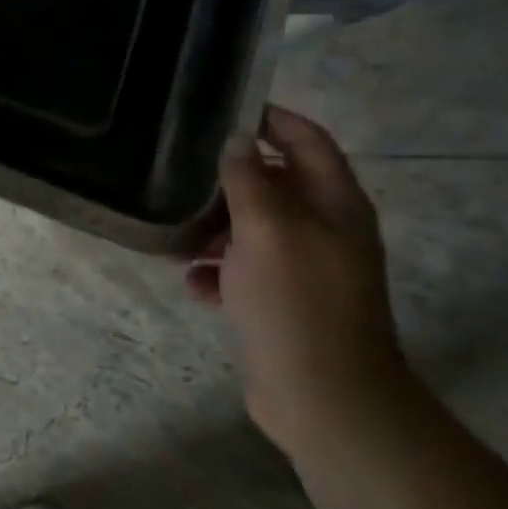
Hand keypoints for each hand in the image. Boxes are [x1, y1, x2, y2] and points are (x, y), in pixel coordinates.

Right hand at [186, 106, 409, 451]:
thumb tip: (237, 140)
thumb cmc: (296, 299)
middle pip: (274, 184)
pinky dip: (218, 271)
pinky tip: (191, 281)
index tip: (223, 111)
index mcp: (334, 203)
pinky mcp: (283, 303)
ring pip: (252, 230)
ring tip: (172, 231)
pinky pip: (244, 272)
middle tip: (181, 173)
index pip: (307, 140)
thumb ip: (249, 178)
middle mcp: (324, 230)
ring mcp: (304, 269)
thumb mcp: (267, 228)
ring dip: (214, 228)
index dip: (271, 119)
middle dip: (229, 180)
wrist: (323, 397)